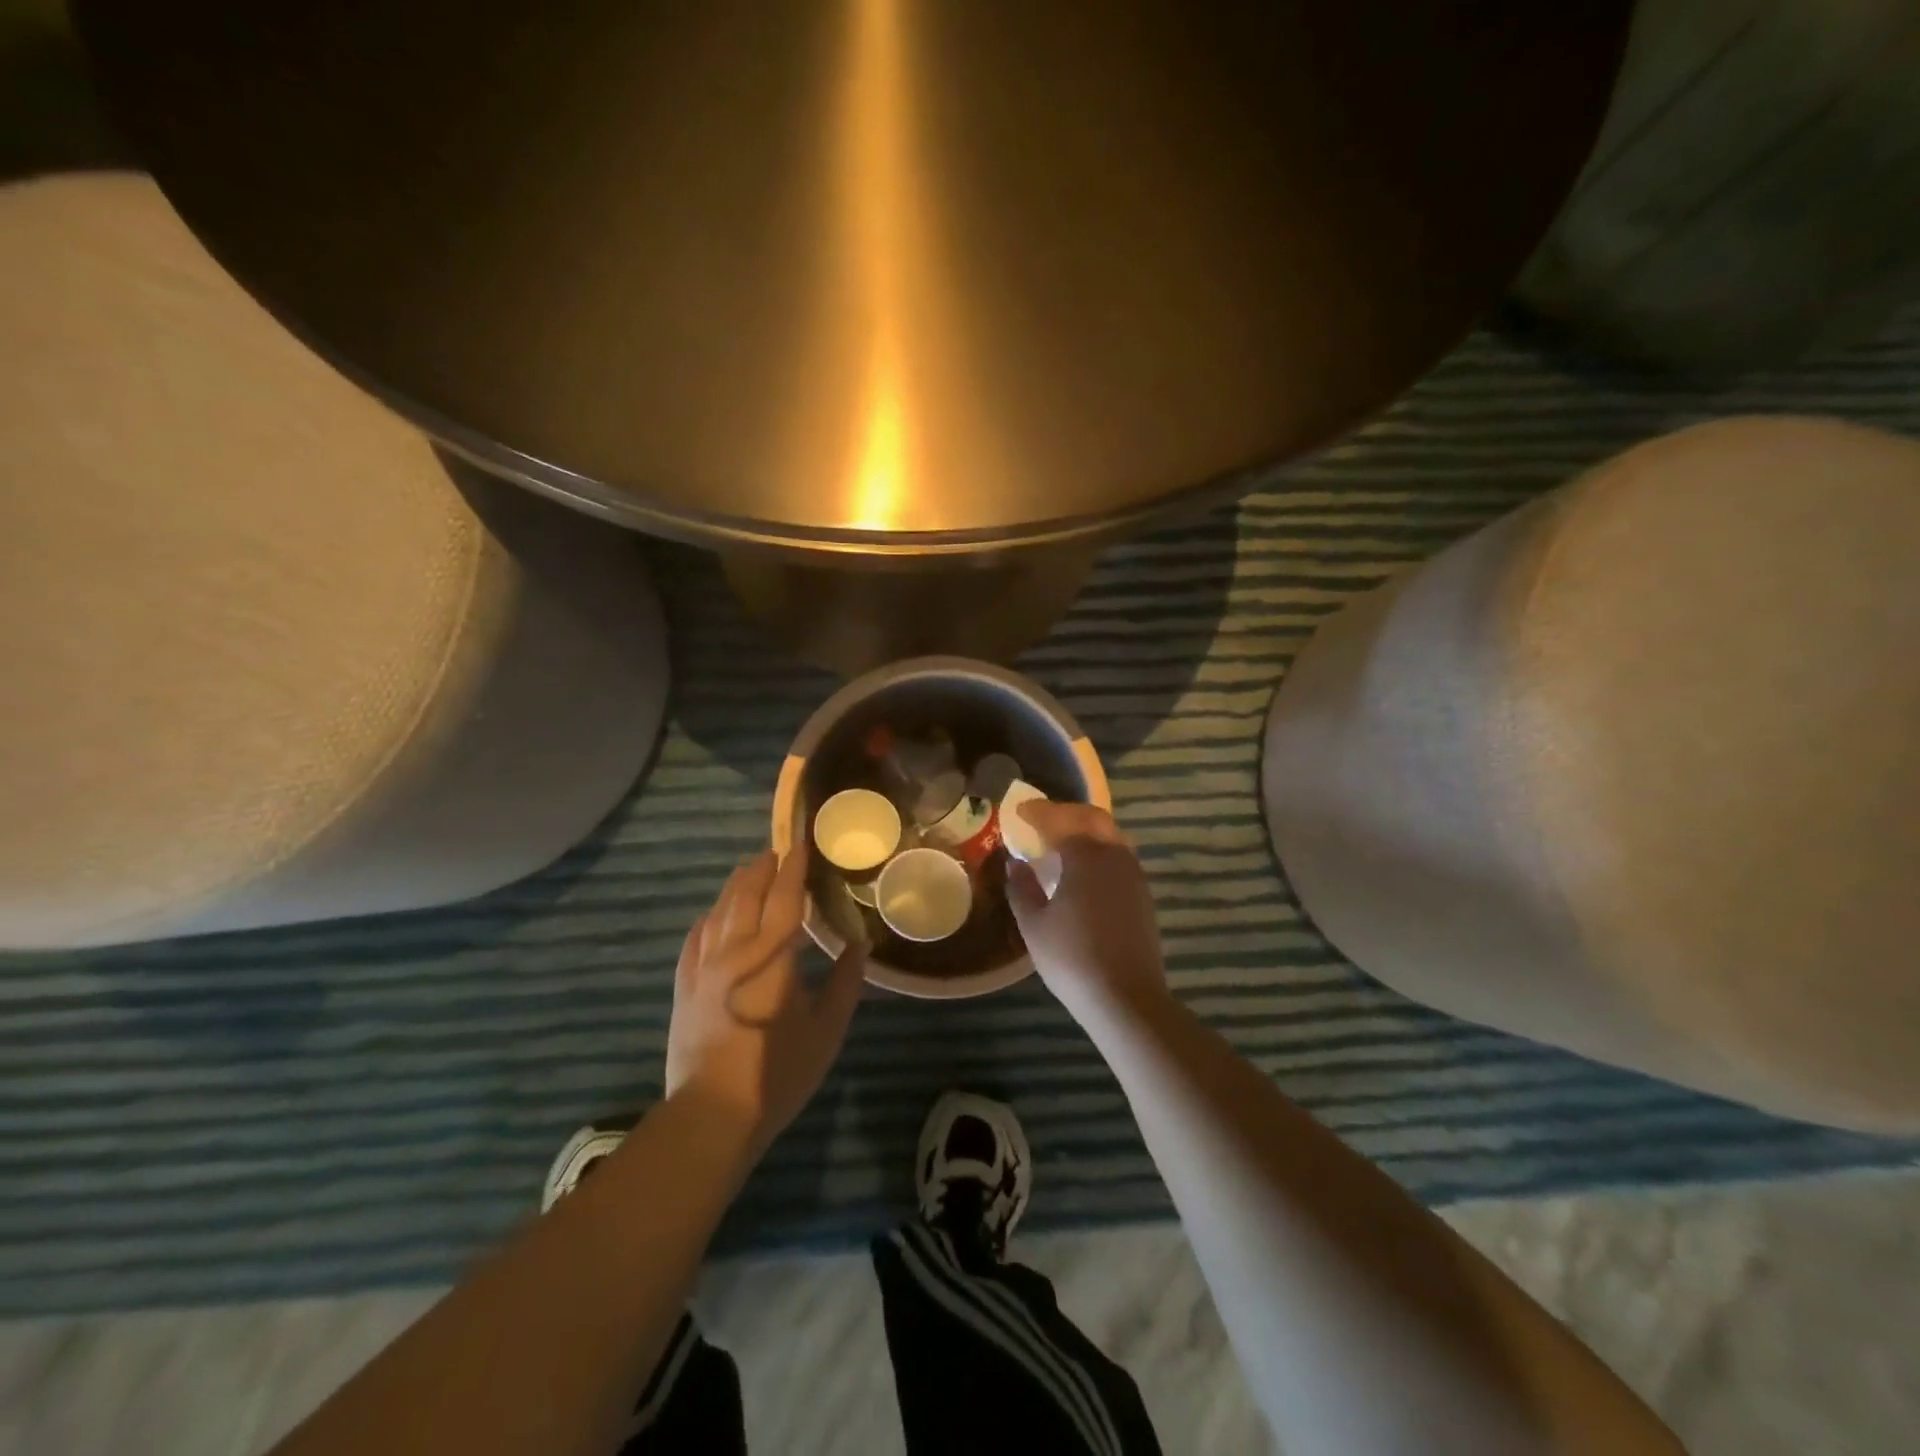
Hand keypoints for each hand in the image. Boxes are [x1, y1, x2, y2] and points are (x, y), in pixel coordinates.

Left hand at [665, 846, 866, 1158]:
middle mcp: (735, 950)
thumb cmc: (777, 1071)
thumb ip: (844, 984)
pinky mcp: (684, 987)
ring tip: (749, 871)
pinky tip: (712, 916)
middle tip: (777, 851)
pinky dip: (707, 919)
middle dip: (762, 867)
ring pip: (718, 911)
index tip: (801, 843)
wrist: (712, 1114)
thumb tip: (858, 947)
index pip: (785, 897)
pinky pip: (694, 939)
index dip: (794, 867)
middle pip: (746, 894)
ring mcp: (704, 967)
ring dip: (735, 886)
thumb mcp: (826, 1030)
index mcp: (773, 955)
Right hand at [1006, 802, 1171, 1029]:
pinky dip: (1099, 849)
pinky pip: (1119, 855)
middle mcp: (1114, 854)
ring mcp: (1134, 874)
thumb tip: (1015, 862)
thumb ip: (1021, 887)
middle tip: (1041, 820)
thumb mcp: (1033, 925)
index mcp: (1085, 855)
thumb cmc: (1072, 958)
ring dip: (1085, 829)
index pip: (1059, 820)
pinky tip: (1084, 869)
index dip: (1037, 812)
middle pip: (1091, 818)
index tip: (1018, 810)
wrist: (1126, 997)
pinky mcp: (1143, 893)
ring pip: (1110, 835)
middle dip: (1065, 813)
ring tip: (1061, 842)